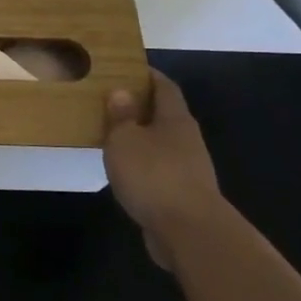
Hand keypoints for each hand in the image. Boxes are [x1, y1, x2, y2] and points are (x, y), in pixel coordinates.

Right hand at [103, 70, 232, 271]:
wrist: (189, 232)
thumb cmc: (154, 176)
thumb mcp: (125, 140)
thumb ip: (122, 116)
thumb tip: (121, 92)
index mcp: (175, 119)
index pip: (164, 87)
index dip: (148, 75)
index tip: (128, 68)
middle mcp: (187, 139)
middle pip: (165, 115)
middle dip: (141, 107)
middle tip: (112, 102)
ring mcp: (189, 169)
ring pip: (162, 144)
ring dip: (141, 139)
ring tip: (113, 137)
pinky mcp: (183, 194)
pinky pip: (160, 170)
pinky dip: (143, 166)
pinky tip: (125, 172)